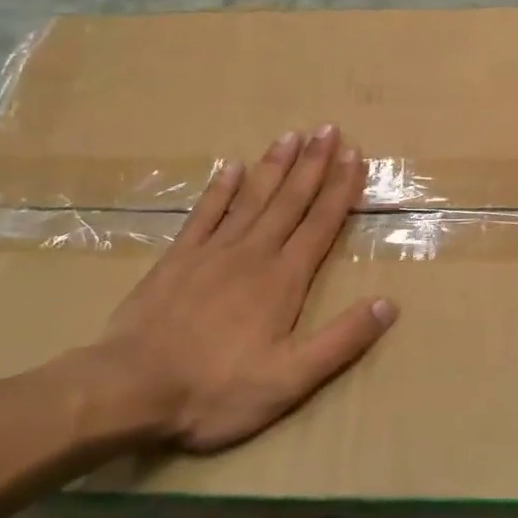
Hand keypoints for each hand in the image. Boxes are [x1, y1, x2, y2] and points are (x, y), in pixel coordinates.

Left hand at [87, 126, 395, 451]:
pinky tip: (231, 167)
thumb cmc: (216, 389)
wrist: (129, 389)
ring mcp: (212, 252)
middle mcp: (253, 254)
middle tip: (328, 129)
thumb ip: (341, 340)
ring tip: (291, 134)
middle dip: (313, 164)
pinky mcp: (177, 259)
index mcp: (283, 279)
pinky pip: (204, 214)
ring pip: (252, 198)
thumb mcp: (291, 379)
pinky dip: (220, 189)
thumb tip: (388, 303)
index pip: (321, 224)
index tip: (355, 154)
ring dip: (274, 165)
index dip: (341, 188)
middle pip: (290, 200)